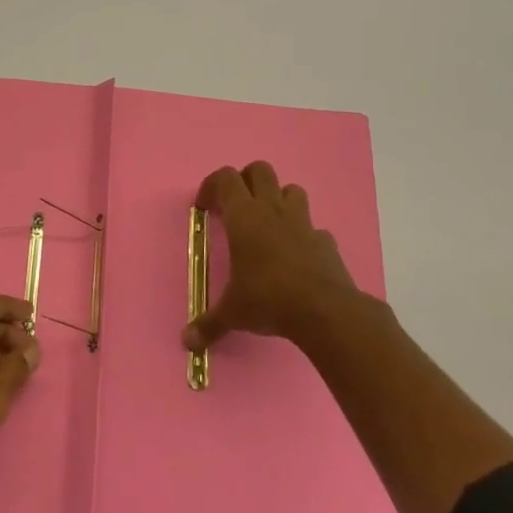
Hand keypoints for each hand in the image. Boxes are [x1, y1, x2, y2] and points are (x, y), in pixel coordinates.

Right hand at [184, 161, 360, 352]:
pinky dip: (304, 234)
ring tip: (268, 223)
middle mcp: (273, 210)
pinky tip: (297, 256)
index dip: (212, 185)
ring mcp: (303, 223)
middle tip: (236, 205)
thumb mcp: (232, 313)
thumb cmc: (268, 299)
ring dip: (278, 199)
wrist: (326, 311)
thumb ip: (208, 324)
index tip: (205, 208)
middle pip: (260, 170)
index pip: (225, 178)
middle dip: (246, 180)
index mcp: (244, 216)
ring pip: (291, 189)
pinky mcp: (326, 241)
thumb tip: (186, 343)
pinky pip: (314, 227)